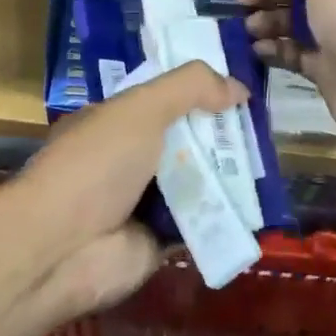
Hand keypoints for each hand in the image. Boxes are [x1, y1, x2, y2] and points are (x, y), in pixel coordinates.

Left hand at [11, 61, 246, 319]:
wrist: (61, 247)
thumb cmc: (96, 164)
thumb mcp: (141, 108)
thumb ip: (190, 88)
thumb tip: (240, 87)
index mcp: (115, 123)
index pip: (164, 101)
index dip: (201, 93)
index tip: (242, 91)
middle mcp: (129, 160)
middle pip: (186, 142)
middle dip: (223, 136)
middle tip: (269, 130)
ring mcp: (143, 202)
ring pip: (198, 183)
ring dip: (230, 177)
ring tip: (274, 164)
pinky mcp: (160, 241)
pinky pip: (202, 224)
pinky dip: (227, 217)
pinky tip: (262, 206)